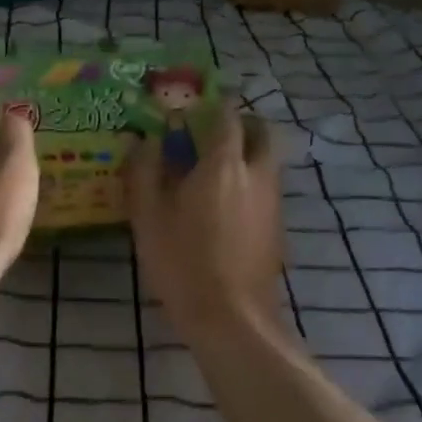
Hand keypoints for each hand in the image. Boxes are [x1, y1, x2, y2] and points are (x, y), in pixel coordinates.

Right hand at [127, 102, 284, 334]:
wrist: (231, 316)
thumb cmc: (182, 263)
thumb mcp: (148, 217)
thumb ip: (144, 172)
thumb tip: (144, 141)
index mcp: (223, 163)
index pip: (228, 115)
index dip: (213, 104)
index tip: (194, 107)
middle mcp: (256, 173)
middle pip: (262, 132)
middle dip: (241, 124)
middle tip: (212, 135)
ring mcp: (273, 200)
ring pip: (267, 160)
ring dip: (247, 154)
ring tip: (214, 173)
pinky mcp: (277, 226)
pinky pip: (267, 188)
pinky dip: (251, 182)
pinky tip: (225, 208)